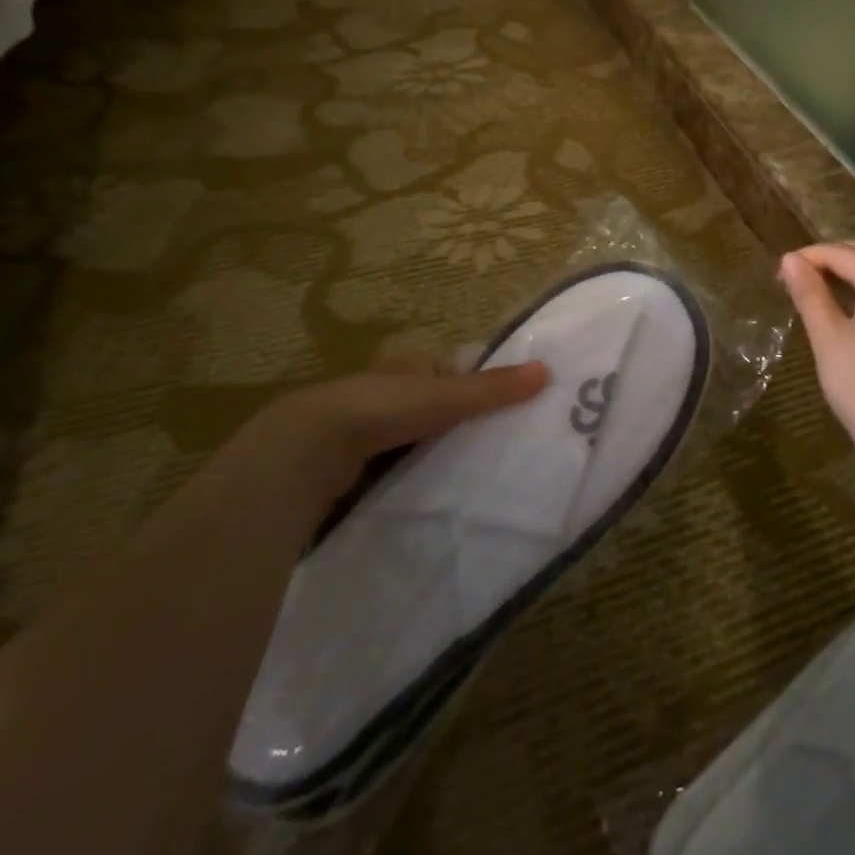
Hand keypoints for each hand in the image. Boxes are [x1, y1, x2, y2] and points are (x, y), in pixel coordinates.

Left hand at [245, 363, 549, 496]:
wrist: (307, 450)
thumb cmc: (381, 409)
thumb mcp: (445, 396)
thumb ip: (492, 389)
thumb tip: (546, 371)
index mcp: (408, 363)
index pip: (450, 371)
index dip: (476, 387)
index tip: (504, 412)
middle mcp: (386, 388)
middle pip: (433, 404)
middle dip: (456, 423)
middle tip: (492, 447)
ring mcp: (365, 425)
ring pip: (413, 436)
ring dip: (433, 450)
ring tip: (468, 474)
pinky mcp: (351, 460)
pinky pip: (392, 464)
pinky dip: (410, 473)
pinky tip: (428, 490)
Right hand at [780, 241, 854, 473]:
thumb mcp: (828, 336)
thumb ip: (809, 293)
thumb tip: (790, 259)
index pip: (842, 253)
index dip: (807, 258)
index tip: (777, 273)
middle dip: (829, 260)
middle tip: (794, 278)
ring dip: (846, 274)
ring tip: (811, 291)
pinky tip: (840, 310)